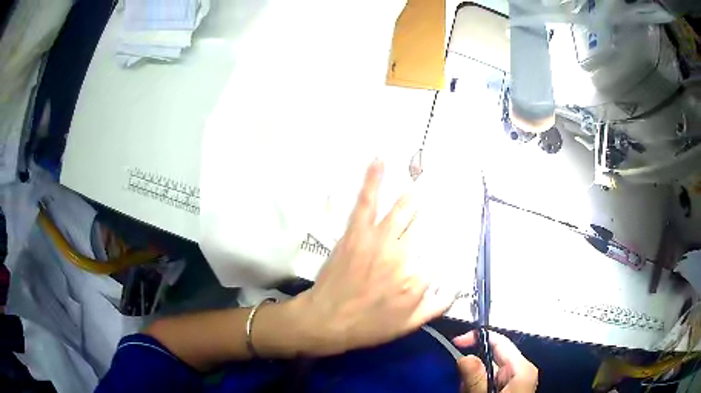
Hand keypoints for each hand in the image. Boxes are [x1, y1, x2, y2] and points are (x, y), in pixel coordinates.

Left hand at [293, 159, 455, 355]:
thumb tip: (456, 286)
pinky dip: (373, 179)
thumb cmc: (368, 326)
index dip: (434, 253)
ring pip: (402, 211)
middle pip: (423, 230)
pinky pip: (367, 202)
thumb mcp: (409, 325)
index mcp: (418, 278)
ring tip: (421, 181)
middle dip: (426, 222)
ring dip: (412, 197)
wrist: (327, 321)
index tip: (430, 251)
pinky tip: (379, 160)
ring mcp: (379, 240)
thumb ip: (438, 305)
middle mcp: (404, 254)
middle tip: (432, 211)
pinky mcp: (356, 232)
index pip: (437, 255)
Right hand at [454, 330, 537, 392]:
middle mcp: (521, 370)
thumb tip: (465, 356)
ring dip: (474, 380)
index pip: (500, 341)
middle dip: (474, 368)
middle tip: (463, 385)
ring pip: (490, 369)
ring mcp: (517, 379)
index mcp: (521, 368)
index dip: (477, 338)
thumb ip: (476, 379)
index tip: (456, 343)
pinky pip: (491, 380)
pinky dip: (479, 386)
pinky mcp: (511, 387)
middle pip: (494, 356)